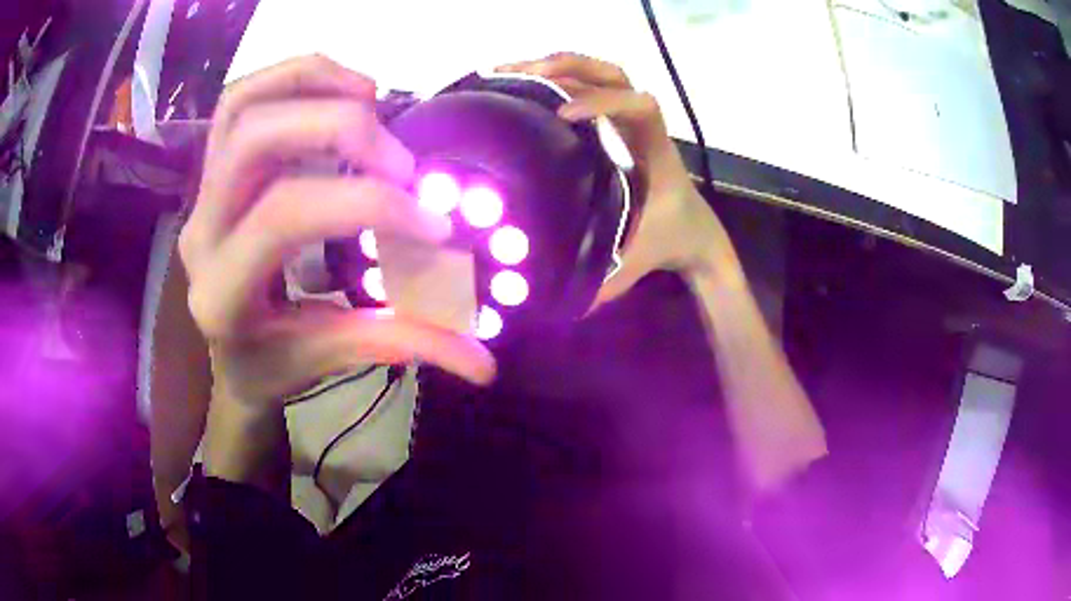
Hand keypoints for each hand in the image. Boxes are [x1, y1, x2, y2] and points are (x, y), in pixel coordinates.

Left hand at [179, 55, 495, 413]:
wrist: (226, 352)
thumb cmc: (271, 364)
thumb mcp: (331, 358)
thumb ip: (403, 346)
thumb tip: (486, 364)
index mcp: (223, 294)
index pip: (285, 216)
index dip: (367, 203)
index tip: (433, 224)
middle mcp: (202, 233)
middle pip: (256, 139)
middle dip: (343, 132)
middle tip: (402, 164)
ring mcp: (201, 194)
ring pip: (242, 105)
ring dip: (315, 84)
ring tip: (373, 101)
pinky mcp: (212, 171)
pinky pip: (242, 100)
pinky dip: (297, 78)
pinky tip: (345, 93)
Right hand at [496, 52, 739, 306]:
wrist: (696, 231)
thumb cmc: (670, 241)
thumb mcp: (637, 262)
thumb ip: (605, 283)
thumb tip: (559, 306)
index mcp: (656, 151)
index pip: (640, 106)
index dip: (602, 102)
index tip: (563, 114)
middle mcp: (643, 126)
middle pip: (614, 73)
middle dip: (568, 67)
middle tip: (519, 72)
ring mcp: (628, 120)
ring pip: (600, 72)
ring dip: (557, 65)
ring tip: (509, 70)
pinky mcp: (614, 123)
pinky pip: (588, 87)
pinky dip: (557, 78)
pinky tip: (522, 83)